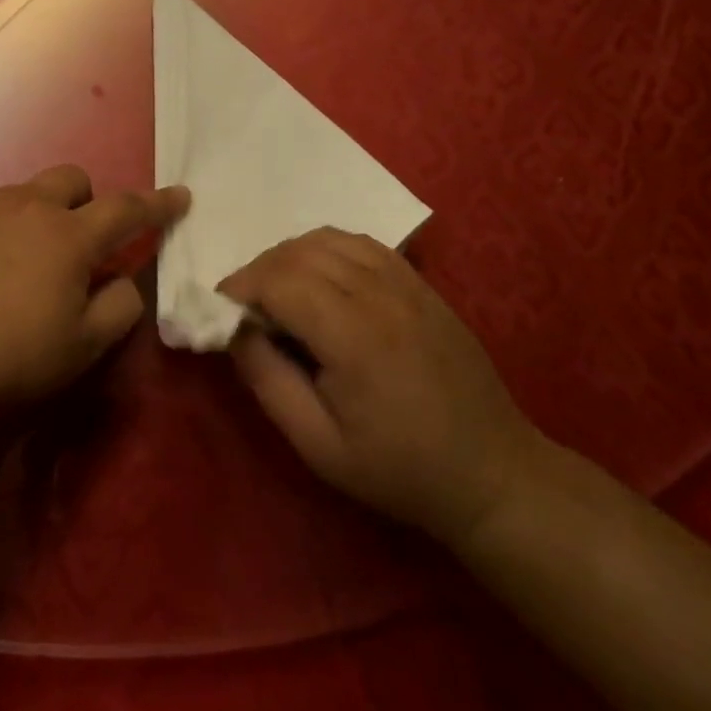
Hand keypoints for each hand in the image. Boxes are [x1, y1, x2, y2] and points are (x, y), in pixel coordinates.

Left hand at [0, 166, 188, 423]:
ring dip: (40, 216)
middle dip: (88, 201)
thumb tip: (125, 280)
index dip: (158, 203)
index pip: (127, 208)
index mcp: (69, 236)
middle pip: (71, 179)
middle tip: (81, 245)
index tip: (179, 196)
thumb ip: (119, 306)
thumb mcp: (83, 347)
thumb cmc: (9, 359)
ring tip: (25, 265)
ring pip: (24, 193)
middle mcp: (26, 208)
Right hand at [220, 228, 539, 548]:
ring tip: (278, 290)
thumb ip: (268, 382)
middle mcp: (379, 295)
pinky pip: (361, 243)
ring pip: (329, 239)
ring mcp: (405, 283)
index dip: (241, 286)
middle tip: (245, 305)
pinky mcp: (420, 283)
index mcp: (354, 337)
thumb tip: (235, 331)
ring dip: (291, 255)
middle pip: (300, 252)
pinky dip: (327, 249)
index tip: (220, 308)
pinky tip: (321, 279)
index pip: (280, 281)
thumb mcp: (318, 445)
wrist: (490, 471)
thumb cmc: (399, 468)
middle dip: (259, 270)